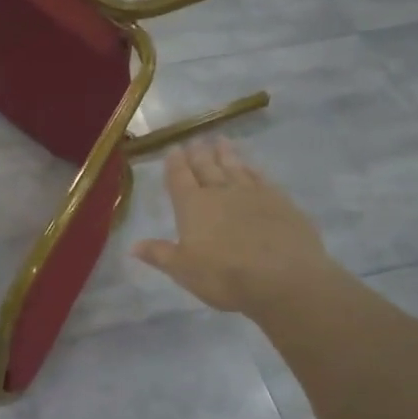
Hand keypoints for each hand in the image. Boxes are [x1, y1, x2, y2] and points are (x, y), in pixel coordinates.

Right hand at [133, 139, 342, 319]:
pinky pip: (261, 177)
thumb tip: (133, 245)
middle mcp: (220, 192)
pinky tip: (252, 166)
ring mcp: (252, 193)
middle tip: (195, 140)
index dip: (175, 164)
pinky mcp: (280, 201)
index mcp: (193, 206)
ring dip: (226, 154)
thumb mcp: (184, 270)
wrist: (284, 278)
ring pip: (235, 167)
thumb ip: (160, 254)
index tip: (173, 149)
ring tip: (221, 141)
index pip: (180, 178)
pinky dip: (253, 169)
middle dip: (199, 154)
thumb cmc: (225, 276)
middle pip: (207, 167)